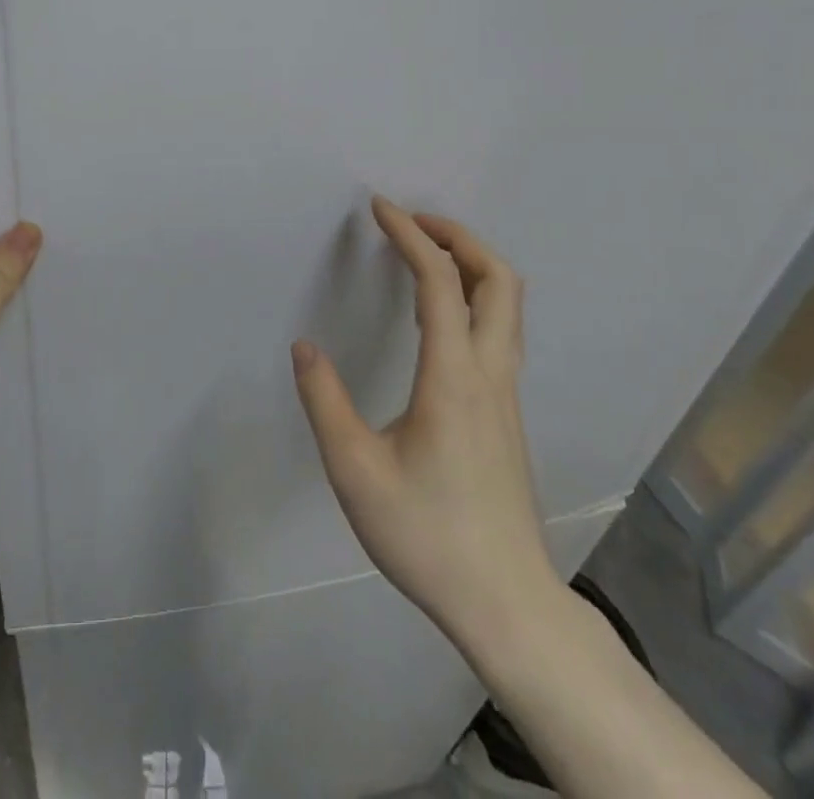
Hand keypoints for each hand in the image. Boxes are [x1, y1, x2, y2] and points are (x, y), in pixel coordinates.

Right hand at [292, 196, 560, 652]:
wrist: (506, 604)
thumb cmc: (427, 535)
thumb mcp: (355, 471)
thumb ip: (325, 402)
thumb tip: (305, 347)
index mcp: (454, 377)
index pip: (440, 282)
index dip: (410, 236)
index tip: (380, 208)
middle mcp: (490, 373)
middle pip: (499, 280)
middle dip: (458, 236)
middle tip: (413, 222)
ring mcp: (507, 394)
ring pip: (508, 305)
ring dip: (472, 263)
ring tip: (425, 254)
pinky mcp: (507, 413)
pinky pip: (500, 330)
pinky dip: (475, 295)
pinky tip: (441, 313)